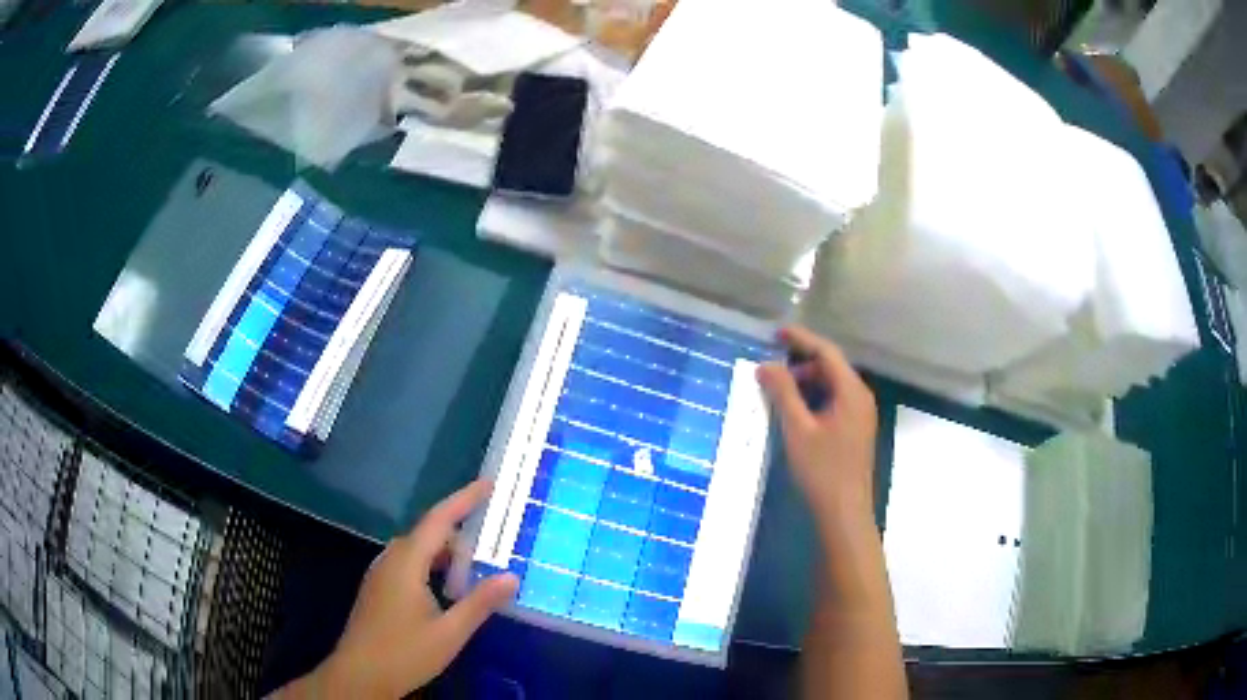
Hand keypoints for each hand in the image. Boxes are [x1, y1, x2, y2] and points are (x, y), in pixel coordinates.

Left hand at [287, 480, 518, 698]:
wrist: (360, 675)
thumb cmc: (405, 653)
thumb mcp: (450, 632)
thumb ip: (480, 602)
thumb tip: (512, 576)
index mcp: (407, 563)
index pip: (439, 520)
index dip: (464, 499)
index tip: (489, 484)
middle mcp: (390, 560)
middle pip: (428, 534)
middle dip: (459, 534)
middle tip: (492, 544)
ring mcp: (380, 575)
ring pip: (417, 551)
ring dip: (445, 554)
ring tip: (474, 571)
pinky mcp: (378, 590)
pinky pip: (408, 565)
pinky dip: (431, 567)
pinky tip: (446, 592)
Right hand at [757, 326, 878, 526]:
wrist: (845, 512)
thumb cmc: (822, 469)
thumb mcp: (797, 429)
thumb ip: (783, 393)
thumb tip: (766, 365)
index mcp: (851, 391)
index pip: (826, 352)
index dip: (801, 339)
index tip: (776, 333)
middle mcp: (861, 397)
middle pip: (831, 367)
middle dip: (801, 364)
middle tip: (771, 371)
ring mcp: (861, 415)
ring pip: (833, 386)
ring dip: (807, 383)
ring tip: (779, 392)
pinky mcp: (856, 430)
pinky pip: (835, 402)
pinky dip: (815, 399)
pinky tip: (796, 413)